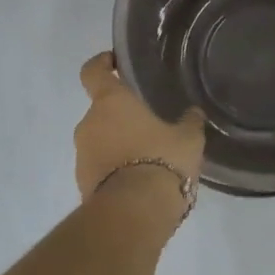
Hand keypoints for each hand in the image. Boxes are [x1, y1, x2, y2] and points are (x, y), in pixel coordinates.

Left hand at [74, 51, 206, 203]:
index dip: (100, 63)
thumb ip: (189, 122)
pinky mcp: (82, 183)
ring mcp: (81, 155)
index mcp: (110, 102)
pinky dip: (114, 168)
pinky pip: (99, 167)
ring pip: (100, 140)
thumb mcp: (188, 139)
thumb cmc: (161, 160)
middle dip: (121, 116)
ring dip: (118, 144)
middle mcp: (89, 123)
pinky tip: (140, 180)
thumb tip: (193, 113)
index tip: (113, 62)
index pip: (92, 71)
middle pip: (101, 110)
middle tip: (149, 124)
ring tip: (148, 157)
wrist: (134, 213)